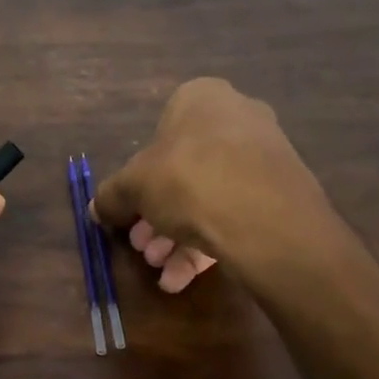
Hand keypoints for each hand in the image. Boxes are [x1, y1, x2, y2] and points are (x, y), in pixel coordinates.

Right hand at [92, 78, 337, 290]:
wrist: (264, 219)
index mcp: (202, 99)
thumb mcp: (133, 187)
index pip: (160, 133)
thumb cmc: (188, 181)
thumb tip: (96, 208)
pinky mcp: (282, 195)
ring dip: (177, 237)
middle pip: (184, 172)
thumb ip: (111, 196)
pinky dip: (207, 245)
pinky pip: (235, 216)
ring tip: (162, 269)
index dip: (138, 178)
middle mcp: (238, 119)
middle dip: (157, 216)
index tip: (129, 212)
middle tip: (144, 247)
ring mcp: (264, 157)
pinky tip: (183, 279)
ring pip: (209, 198)